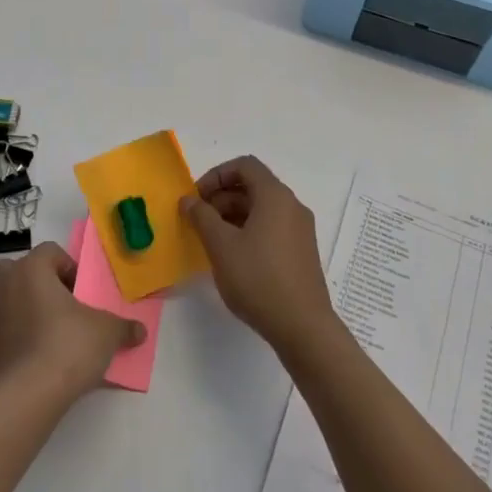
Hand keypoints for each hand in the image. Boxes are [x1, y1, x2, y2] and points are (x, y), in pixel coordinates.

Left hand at [0, 243, 145, 401]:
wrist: (29, 395)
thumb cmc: (68, 346)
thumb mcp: (107, 332)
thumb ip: (123, 327)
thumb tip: (140, 331)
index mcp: (32, 269)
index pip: (50, 251)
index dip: (69, 267)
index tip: (83, 292)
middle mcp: (6, 284)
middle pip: (23, 270)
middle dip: (42, 282)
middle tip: (65, 305)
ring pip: (11, 297)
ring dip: (29, 306)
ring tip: (54, 330)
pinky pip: (7, 324)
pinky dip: (21, 331)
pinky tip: (42, 352)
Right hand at [181, 156, 339, 356]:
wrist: (302, 326)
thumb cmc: (258, 278)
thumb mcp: (221, 246)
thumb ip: (202, 217)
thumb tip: (189, 200)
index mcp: (275, 196)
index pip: (244, 166)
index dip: (216, 175)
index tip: (196, 198)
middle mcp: (291, 206)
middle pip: (253, 186)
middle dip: (221, 197)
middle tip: (198, 221)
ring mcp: (300, 229)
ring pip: (261, 208)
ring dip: (232, 215)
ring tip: (211, 240)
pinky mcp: (301, 251)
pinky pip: (271, 227)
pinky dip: (249, 230)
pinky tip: (233, 256)